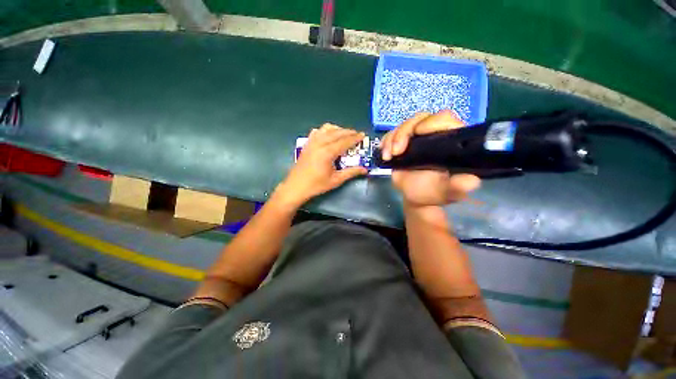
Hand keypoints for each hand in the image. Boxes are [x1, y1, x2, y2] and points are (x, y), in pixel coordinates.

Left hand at [274, 124, 367, 208]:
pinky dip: (326, 130)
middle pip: (337, 133)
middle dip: (349, 132)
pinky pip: (317, 131)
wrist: (296, 186)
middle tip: (357, 134)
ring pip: (327, 129)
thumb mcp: (336, 180)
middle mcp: (320, 143)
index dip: (355, 138)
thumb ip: (351, 172)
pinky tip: (329, 136)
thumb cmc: (316, 185)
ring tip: (345, 134)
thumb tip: (365, 170)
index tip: (363, 135)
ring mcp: (312, 142)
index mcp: (327, 152)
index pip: (345, 141)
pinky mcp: (307, 143)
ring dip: (338, 129)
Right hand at [381, 110, 480, 207]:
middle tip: (397, 151)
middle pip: (419, 118)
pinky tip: (385, 155)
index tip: (418, 134)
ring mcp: (415, 138)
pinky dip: (385, 142)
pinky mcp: (401, 143)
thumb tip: (470, 181)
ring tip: (388, 156)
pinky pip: (391, 134)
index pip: (445, 119)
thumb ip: (459, 186)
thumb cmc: (434, 192)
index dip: (432, 122)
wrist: (415, 196)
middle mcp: (433, 134)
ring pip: (403, 125)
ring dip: (392, 139)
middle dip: (404, 132)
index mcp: (450, 141)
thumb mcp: (448, 191)